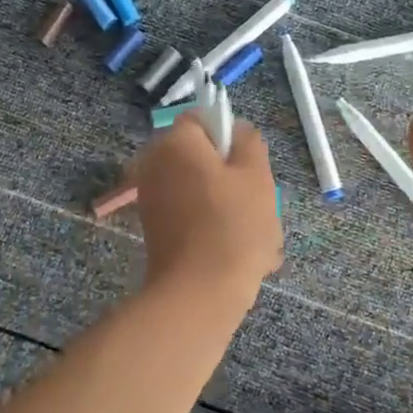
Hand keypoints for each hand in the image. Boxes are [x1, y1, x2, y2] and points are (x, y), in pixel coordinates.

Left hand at [135, 113, 282, 307]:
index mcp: (175, 142)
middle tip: (259, 202)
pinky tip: (240, 252)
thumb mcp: (256, 175)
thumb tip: (237, 129)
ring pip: (202, 189)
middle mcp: (155, 164)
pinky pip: (193, 216)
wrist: (198, 293)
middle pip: (202, 157)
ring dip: (229, 206)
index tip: (250, 164)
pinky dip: (214, 227)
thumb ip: (249, 142)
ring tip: (257, 237)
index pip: (201, 119)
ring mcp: (153, 199)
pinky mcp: (157, 229)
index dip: (229, 135)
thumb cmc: (233, 225)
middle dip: (232, 176)